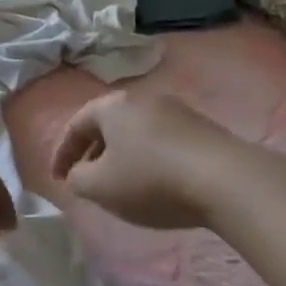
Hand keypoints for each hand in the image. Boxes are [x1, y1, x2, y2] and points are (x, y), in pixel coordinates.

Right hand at [50, 90, 245, 229]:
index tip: (58, 179)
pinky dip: (150, 159)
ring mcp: (177, 110)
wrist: (227, 180)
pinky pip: (162, 140)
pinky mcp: (203, 128)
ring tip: (122, 184)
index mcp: (112, 106)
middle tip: (87, 179)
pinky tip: (157, 183)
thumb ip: (78, 179)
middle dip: (93, 152)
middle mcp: (142, 98)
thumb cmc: (151, 180)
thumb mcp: (100, 187)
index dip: (62, 154)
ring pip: (136, 132)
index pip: (75, 125)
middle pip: (108, 124)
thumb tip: (79, 174)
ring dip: (123, 156)